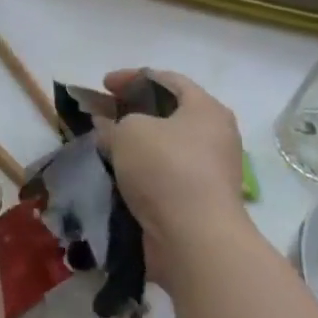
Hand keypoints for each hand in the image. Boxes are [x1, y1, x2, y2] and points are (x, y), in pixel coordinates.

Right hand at [101, 68, 250, 289]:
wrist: (194, 240)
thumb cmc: (166, 169)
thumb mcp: (129, 132)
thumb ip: (113, 123)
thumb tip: (108, 127)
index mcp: (206, 109)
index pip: (168, 80)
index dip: (132, 77)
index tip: (104, 84)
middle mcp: (215, 136)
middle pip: (168, 113)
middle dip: (133, 112)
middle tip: (103, 114)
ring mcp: (210, 171)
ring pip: (164, 147)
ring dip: (135, 145)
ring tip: (104, 146)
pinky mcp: (199, 202)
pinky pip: (165, 176)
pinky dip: (141, 172)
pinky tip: (117, 175)